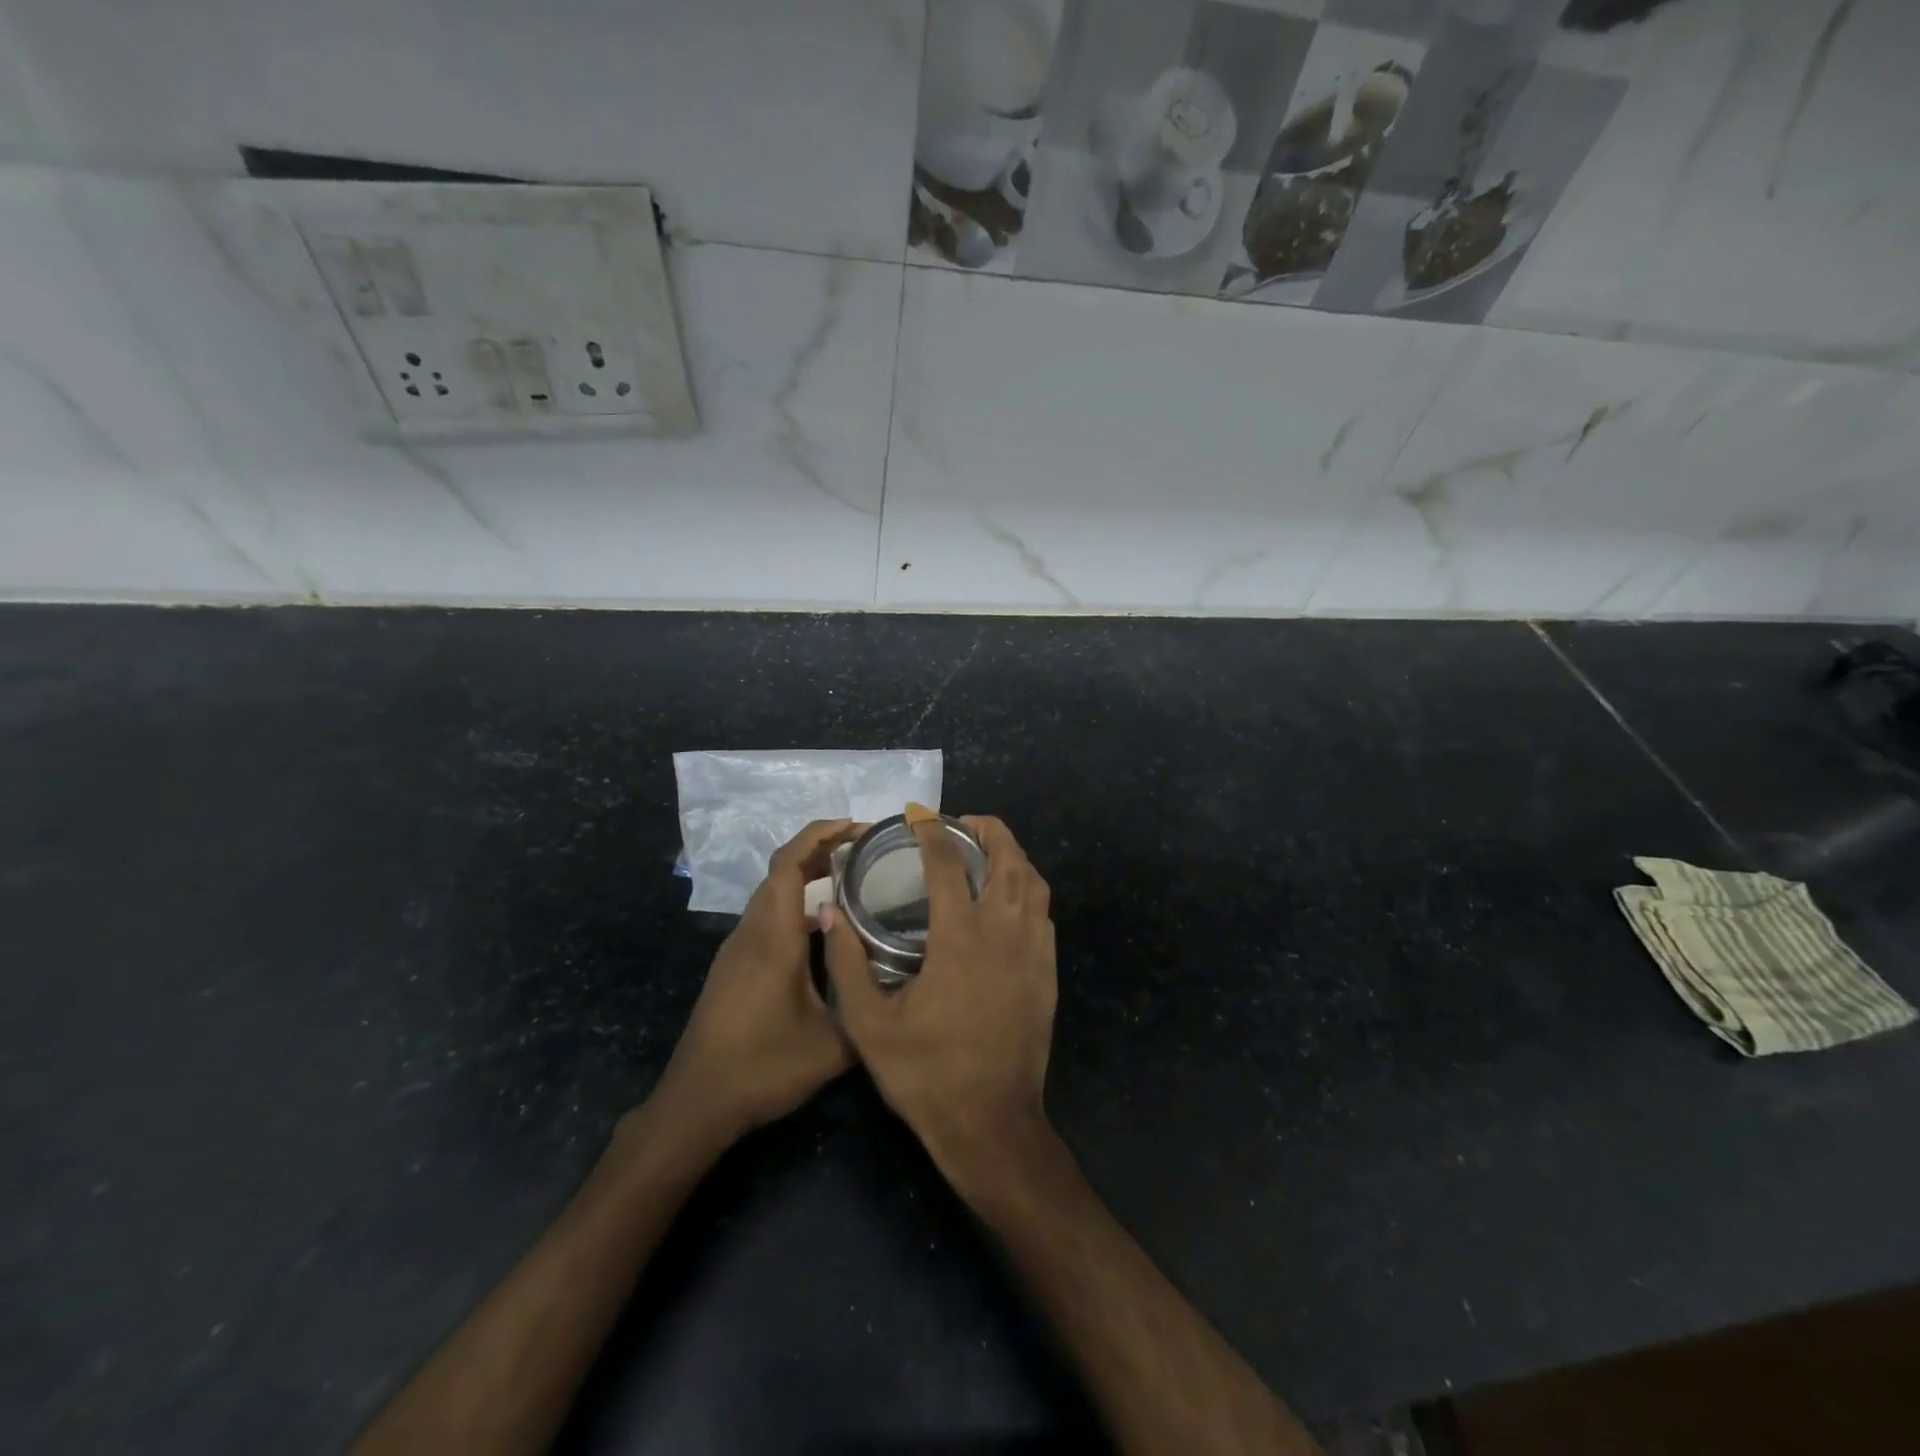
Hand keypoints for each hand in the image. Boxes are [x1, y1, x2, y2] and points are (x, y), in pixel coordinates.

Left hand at [654, 819, 860, 1140]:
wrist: (696, 1102)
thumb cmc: (762, 1069)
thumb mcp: (831, 1046)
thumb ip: (866, 1007)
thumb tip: (899, 985)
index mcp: (772, 938)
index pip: (788, 864)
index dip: (819, 834)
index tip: (855, 826)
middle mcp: (752, 933)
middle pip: (780, 870)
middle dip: (821, 848)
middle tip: (864, 848)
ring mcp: (738, 949)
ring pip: (772, 893)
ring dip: (807, 875)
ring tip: (850, 878)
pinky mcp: (734, 966)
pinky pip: (767, 916)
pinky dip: (796, 903)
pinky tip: (824, 927)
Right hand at [822, 816, 1056, 1191]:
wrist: (991, 1125)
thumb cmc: (926, 1074)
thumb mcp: (868, 1024)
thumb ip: (846, 963)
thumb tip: (829, 913)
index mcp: (960, 937)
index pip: (948, 863)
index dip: (932, 831)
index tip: (916, 816)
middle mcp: (1004, 932)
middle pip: (1009, 858)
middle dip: (988, 829)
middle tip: (961, 824)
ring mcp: (1034, 952)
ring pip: (1034, 882)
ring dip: (1013, 855)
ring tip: (986, 852)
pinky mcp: (1048, 973)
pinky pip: (1044, 913)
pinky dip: (1027, 890)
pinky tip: (1008, 901)